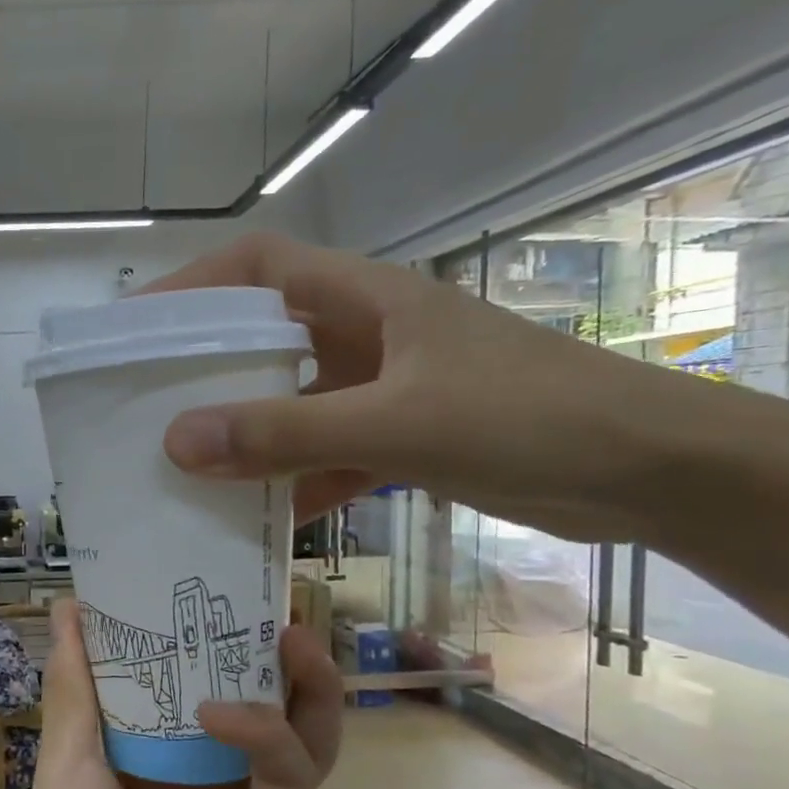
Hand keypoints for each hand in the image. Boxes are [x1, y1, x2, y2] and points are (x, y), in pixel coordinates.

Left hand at [0, 599, 339, 788]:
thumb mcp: (67, 763)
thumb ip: (77, 686)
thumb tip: (71, 605)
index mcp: (147, 745)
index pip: (184, 672)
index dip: (198, 628)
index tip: (203, 578)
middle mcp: (200, 767)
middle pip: (249, 693)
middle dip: (263, 646)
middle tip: (267, 597)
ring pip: (291, 729)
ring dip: (296, 680)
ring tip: (288, 635)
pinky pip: (288, 776)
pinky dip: (269, 734)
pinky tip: (230, 712)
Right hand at [144, 231, 725, 542]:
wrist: (653, 474)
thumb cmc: (529, 418)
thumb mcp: (396, 423)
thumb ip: (286, 432)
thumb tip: (177, 440)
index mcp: (366, 300)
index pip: (258, 267)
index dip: (193, 284)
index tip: (136, 325)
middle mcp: (366, 335)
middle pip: (264, 338)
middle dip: (204, 369)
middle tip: (144, 405)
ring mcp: (384, 388)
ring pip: (291, 403)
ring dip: (246, 434)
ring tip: (185, 467)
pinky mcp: (402, 437)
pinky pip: (325, 454)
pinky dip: (294, 483)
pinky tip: (261, 520)